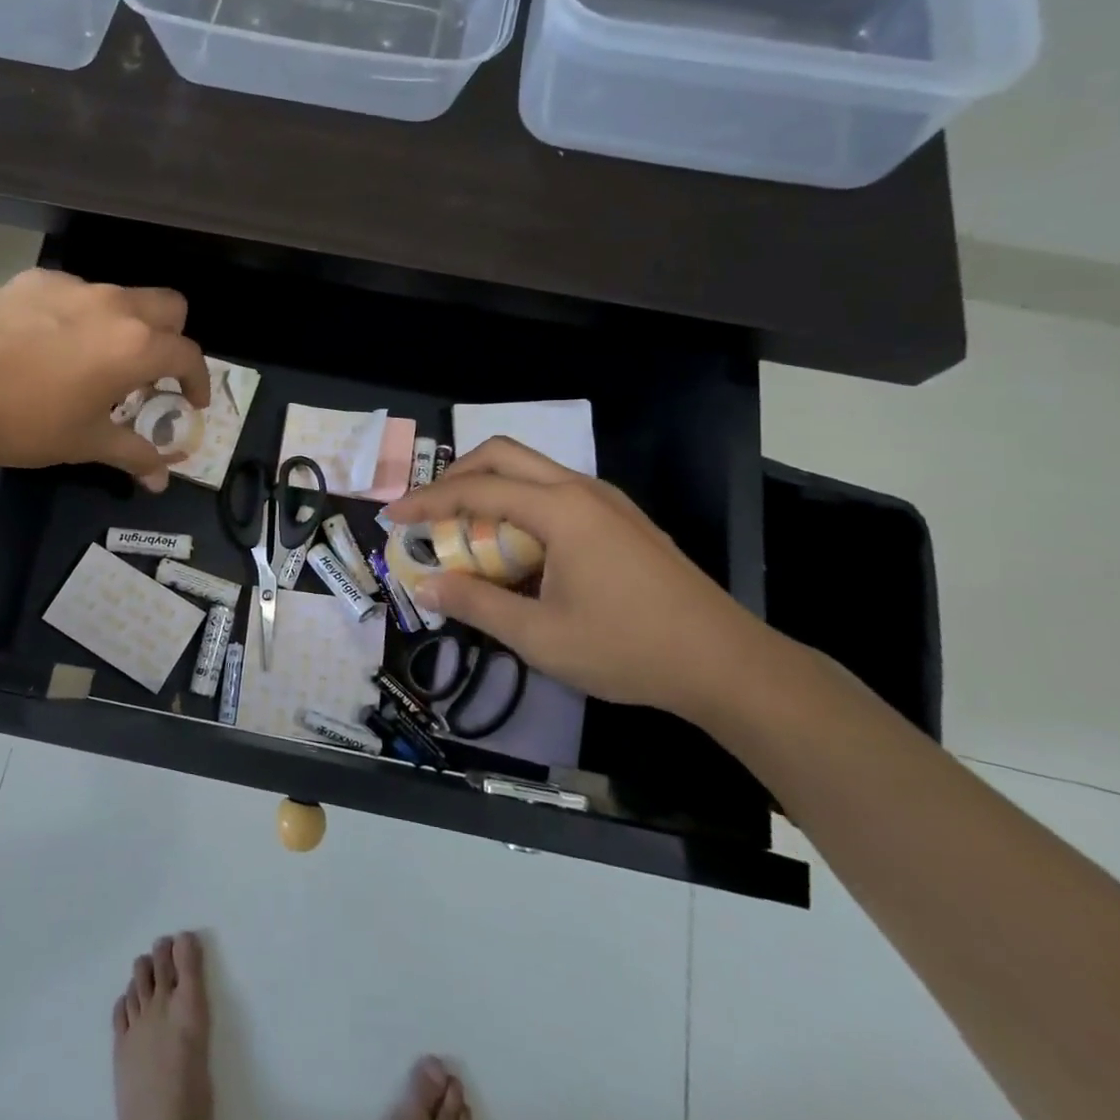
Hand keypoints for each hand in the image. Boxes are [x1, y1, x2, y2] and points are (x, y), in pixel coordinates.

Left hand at [0, 269, 209, 488]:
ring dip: (123, 325)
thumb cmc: (30, 424)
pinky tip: (49, 342)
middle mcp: (114, 306)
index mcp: (136, 346)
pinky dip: (76, 315)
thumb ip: (135, 455)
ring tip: (94, 357)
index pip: (189, 355)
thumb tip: (161, 481)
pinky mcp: (35, 280)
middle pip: (169, 306)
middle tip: (151, 370)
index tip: (190, 401)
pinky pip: (73, 293)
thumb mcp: (88, 443)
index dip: (198, 380)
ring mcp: (73, 287)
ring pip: (120, 296)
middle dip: (171, 337)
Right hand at [386, 436, 781, 719]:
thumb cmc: (628, 648)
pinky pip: (555, 492)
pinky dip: (519, 505)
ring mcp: (606, 501)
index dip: (427, 501)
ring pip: (531, 470)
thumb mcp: (539, 636)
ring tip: (465, 532)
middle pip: (503, 455)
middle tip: (428, 511)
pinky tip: (517, 549)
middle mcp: (581, 490)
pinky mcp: (621, 520)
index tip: (392, 517)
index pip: (476, 489)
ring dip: (489, 489)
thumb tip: (425, 585)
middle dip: (456, 476)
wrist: (726, 664)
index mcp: (560, 510)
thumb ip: (476, 604)